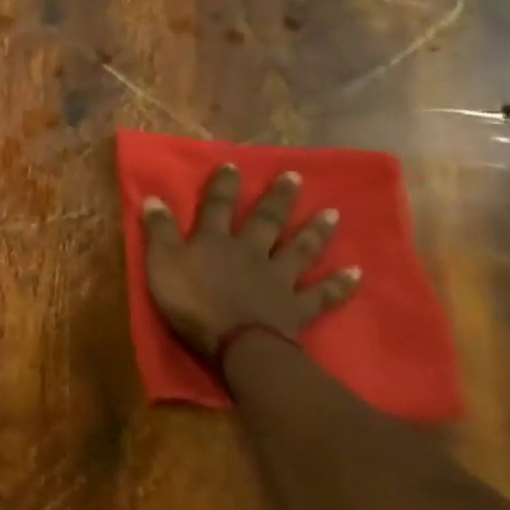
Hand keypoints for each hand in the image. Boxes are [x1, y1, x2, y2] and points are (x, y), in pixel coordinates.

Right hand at [141, 164, 360, 359]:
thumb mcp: (162, 264)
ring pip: (298, 250)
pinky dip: (339, 284)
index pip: (217, 207)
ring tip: (332, 213)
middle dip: (277, 198)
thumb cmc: (192, 303)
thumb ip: (159, 231)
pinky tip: (356, 273)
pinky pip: (322, 294)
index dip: (223, 186)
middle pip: (265, 221)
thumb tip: (153, 197)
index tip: (233, 165)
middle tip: (294, 176)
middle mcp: (251, 252)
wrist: (237, 343)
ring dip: (315, 232)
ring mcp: (278, 279)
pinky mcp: (295, 307)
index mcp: (215, 242)